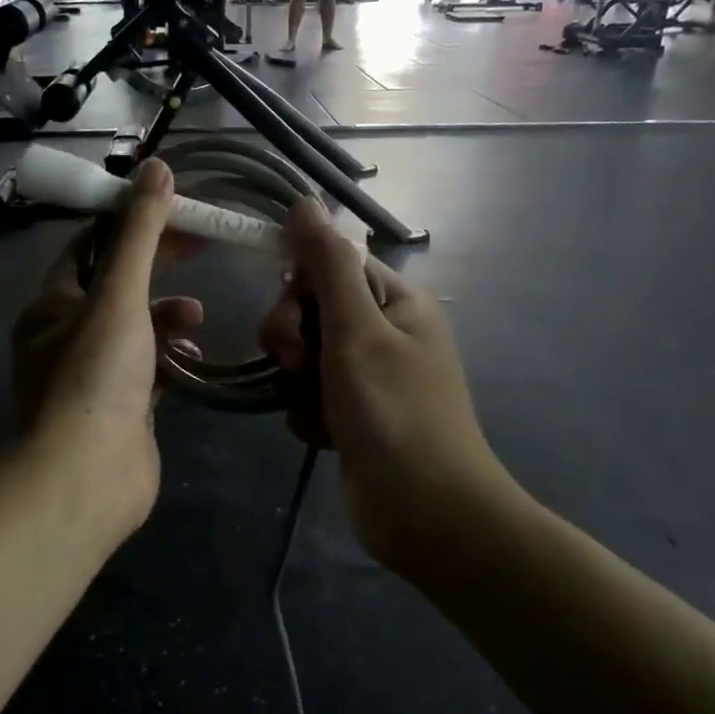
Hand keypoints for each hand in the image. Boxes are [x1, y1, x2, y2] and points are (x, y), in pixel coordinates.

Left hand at [9, 159, 202, 529]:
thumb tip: (156, 167)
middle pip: (115, 283)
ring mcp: (91, 373)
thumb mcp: (119, 294)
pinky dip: (168, 354)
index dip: (131, 222)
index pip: (89, 244)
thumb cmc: (96, 376)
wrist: (87, 478)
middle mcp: (64, 334)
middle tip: (202, 246)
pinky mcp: (118, 406)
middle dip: (156, 264)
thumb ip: (140, 233)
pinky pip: (146, 366)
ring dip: (165, 313)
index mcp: (52, 303)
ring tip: (198, 314)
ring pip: (133, 327)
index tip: (175, 210)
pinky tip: (192, 355)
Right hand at [257, 202, 504, 568]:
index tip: (288, 315)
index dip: (300, 286)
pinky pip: (309, 396)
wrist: (426, 513)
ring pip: (304, 356)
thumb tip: (304, 200)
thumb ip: (326, 265)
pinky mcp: (353, 416)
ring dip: (297, 381)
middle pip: (312, 311)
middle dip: (293, 337)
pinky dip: (306, 412)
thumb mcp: (356, 329)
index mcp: (396, 301)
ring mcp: (369, 377)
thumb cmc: (394, 412)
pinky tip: (322, 434)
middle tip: (297, 364)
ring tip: (314, 407)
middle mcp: (384, 332)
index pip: (331, 266)